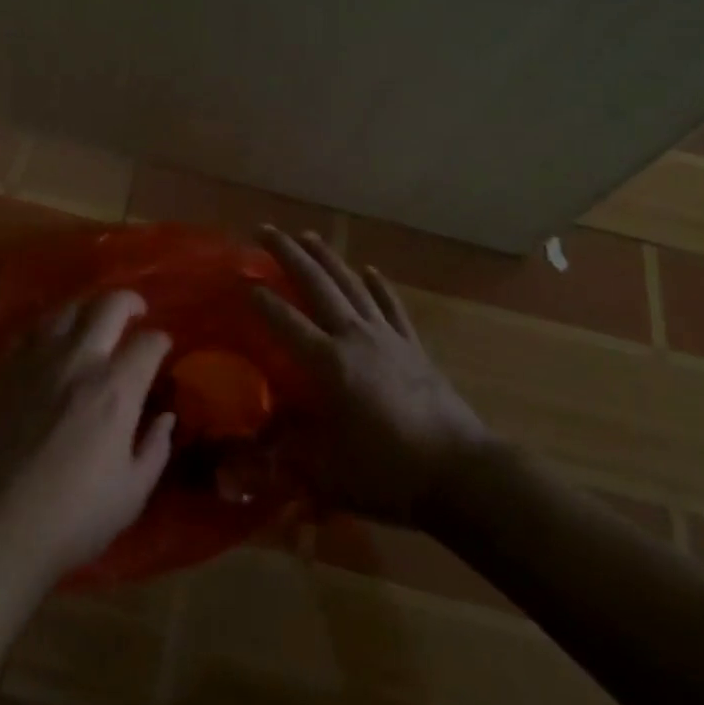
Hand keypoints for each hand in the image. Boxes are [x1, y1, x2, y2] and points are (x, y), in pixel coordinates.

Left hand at [0, 291, 175, 588]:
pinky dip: (50, 328)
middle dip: (130, 302)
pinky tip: (51, 344)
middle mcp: (78, 360)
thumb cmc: (72, 517)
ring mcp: (37, 359)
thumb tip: (165, 417)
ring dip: (88, 310)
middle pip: (109, 305)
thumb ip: (155, 449)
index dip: (161, 342)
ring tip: (93, 324)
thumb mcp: (131, 494)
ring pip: (68, 309)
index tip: (162, 349)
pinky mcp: (4, 368)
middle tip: (136, 312)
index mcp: (116, 388)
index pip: (149, 342)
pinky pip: (31, 330)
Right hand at [253, 227, 493, 526]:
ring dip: (327, 258)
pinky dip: (379, 286)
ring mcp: (387, 338)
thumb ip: (287, 456)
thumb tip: (250, 455)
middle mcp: (355, 338)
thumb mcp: (328, 473)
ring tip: (308, 235)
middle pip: (317, 286)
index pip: (286, 322)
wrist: (462, 472)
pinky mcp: (413, 347)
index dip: (261, 301)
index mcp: (329, 364)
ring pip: (352, 286)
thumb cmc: (389, 472)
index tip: (241, 280)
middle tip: (265, 231)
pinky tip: (370, 270)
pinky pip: (391, 307)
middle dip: (289, 255)